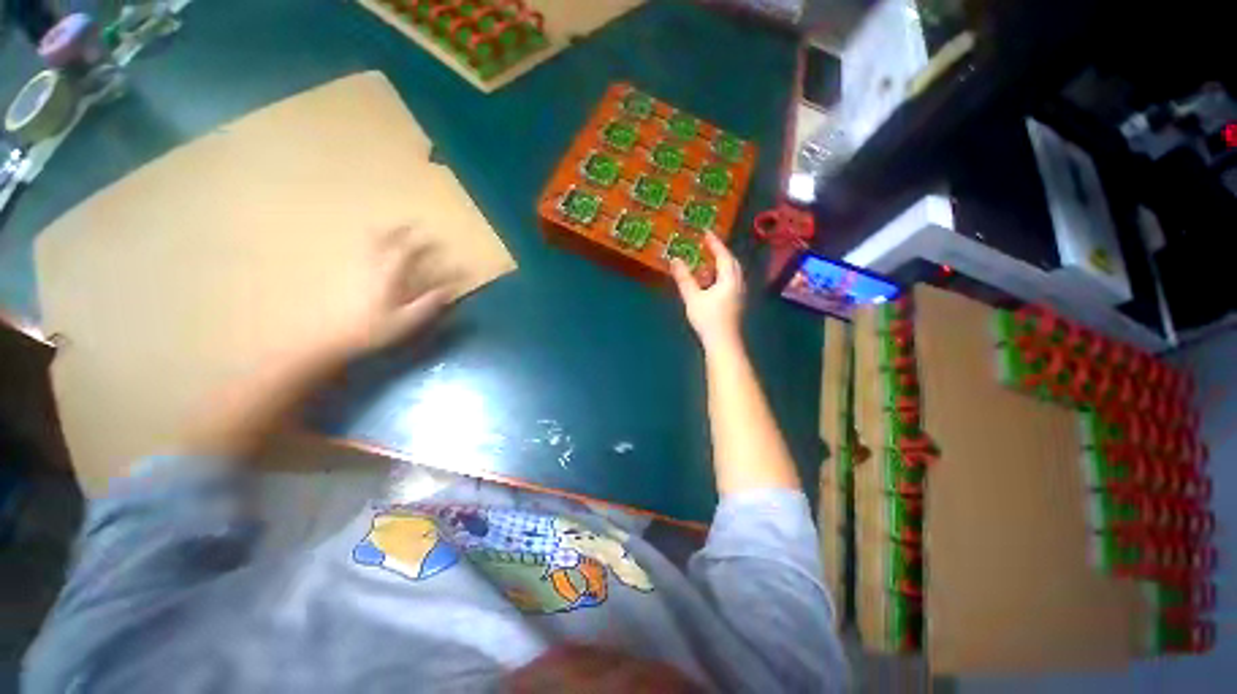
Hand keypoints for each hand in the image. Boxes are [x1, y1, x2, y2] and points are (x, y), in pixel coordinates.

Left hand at [335, 225, 453, 355]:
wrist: (331, 337)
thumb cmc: (373, 330)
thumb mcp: (407, 320)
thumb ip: (428, 303)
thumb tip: (449, 289)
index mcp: (389, 275)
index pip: (408, 252)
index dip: (424, 244)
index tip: (437, 240)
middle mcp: (372, 266)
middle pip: (385, 240)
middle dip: (400, 231)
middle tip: (411, 225)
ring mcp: (356, 268)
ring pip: (369, 243)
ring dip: (382, 233)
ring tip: (389, 228)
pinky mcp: (346, 275)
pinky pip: (359, 253)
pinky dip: (367, 245)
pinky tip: (369, 249)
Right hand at [670, 232, 744, 350]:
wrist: (723, 342)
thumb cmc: (708, 319)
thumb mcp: (692, 297)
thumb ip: (684, 278)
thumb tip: (675, 260)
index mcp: (729, 279)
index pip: (723, 255)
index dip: (715, 243)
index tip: (706, 232)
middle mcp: (738, 283)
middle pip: (732, 262)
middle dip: (721, 252)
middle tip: (709, 245)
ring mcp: (740, 293)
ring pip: (733, 272)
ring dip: (722, 264)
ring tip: (709, 261)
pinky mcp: (737, 303)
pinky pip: (732, 281)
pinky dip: (723, 275)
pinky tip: (713, 281)